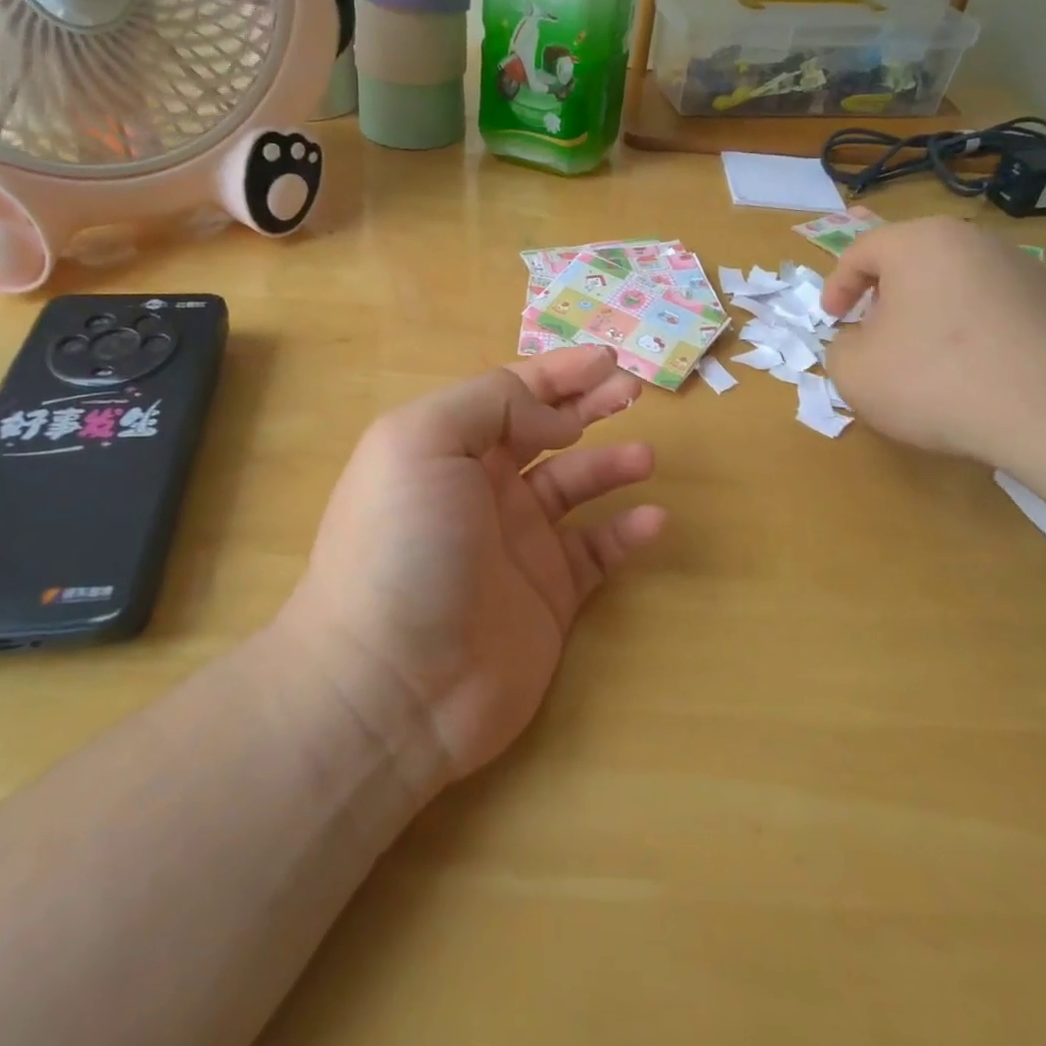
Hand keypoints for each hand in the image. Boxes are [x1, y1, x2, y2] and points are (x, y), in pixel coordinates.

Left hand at [279, 347, 665, 788]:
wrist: (392, 685)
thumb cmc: (402, 546)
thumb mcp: (422, 442)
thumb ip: (490, 405)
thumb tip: (553, 417)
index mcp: (446, 449)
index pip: (509, 395)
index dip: (557, 373)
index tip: (607, 360)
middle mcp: (480, 490)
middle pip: (545, 432)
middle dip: (588, 406)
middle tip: (634, 392)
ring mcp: (515, 545)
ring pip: (575, 488)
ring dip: (611, 465)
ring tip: (645, 456)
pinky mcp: (547, 597)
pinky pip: (595, 552)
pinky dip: (626, 533)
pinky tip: (653, 520)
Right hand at [819, 217, 1045, 467]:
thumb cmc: (936, 380)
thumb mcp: (854, 371)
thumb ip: (840, 347)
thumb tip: (861, 342)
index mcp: (921, 244)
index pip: (862, 250)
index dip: (837, 286)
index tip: (833, 321)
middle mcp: (977, 243)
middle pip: (914, 263)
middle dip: (887, 299)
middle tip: (875, 337)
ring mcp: (1028, 271)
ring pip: (959, 286)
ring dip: (933, 317)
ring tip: (928, 363)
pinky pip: (999, 313)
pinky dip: (977, 336)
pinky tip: (977, 378)